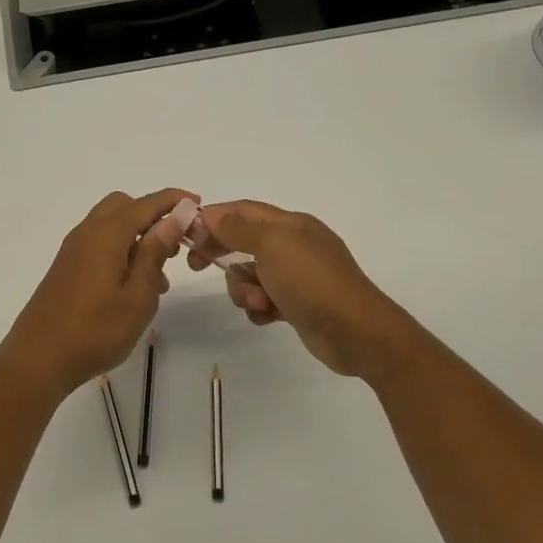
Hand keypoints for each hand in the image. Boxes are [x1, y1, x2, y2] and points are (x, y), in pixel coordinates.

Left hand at [0, 189, 191, 397]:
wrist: (38, 359)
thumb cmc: (95, 330)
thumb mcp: (137, 296)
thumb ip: (154, 254)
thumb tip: (173, 218)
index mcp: (106, 234)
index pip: (146, 204)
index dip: (173, 200)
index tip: (198, 203)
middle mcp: (87, 233)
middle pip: (123, 205)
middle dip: (152, 215)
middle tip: (175, 244)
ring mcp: (73, 250)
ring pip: (110, 225)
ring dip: (137, 236)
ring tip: (160, 276)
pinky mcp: (67, 267)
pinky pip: (99, 244)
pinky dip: (121, 250)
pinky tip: (134, 286)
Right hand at [189, 200, 424, 379]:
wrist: (356, 331)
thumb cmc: (311, 280)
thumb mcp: (272, 245)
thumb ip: (239, 229)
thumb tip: (212, 215)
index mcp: (290, 224)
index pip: (243, 211)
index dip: (213, 217)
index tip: (187, 234)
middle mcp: (293, 245)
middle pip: (243, 241)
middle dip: (222, 253)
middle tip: (198, 266)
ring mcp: (296, 276)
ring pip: (251, 275)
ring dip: (244, 289)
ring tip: (258, 302)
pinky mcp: (297, 304)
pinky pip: (264, 300)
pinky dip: (259, 307)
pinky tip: (267, 317)